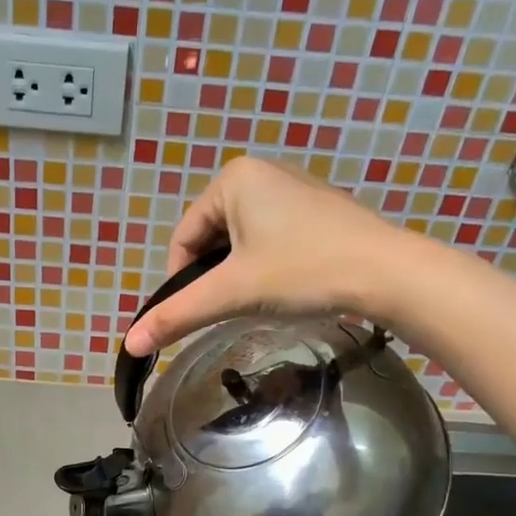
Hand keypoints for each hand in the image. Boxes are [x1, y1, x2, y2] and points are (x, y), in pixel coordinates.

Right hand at [123, 156, 408, 355]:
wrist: (386, 272)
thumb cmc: (303, 271)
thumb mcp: (232, 293)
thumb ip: (178, 314)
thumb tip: (129, 343)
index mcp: (233, 178)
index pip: (183, 238)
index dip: (183, 281)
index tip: (200, 311)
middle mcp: (261, 171)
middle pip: (212, 239)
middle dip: (217, 277)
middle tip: (236, 307)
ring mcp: (294, 188)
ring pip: (242, 242)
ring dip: (242, 274)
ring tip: (264, 299)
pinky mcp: (318, 208)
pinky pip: (272, 238)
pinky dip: (268, 265)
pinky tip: (289, 285)